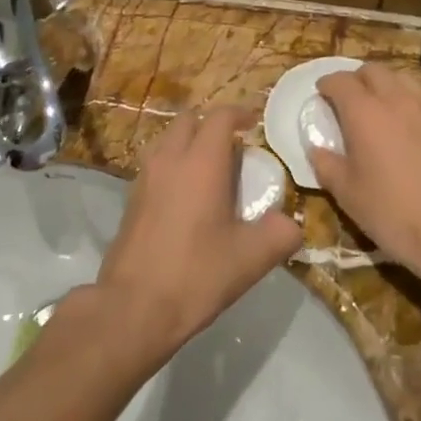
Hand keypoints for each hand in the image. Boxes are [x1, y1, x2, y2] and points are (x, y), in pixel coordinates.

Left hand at [94, 106, 302, 363]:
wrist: (134, 307)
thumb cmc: (196, 274)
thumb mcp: (252, 258)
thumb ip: (280, 233)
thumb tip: (289, 223)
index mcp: (201, 162)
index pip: (220, 117)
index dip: (239, 113)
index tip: (254, 123)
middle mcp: (169, 159)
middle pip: (189, 120)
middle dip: (212, 124)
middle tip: (234, 147)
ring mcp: (145, 177)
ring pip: (167, 140)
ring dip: (189, 142)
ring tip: (210, 169)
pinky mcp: (131, 199)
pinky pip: (155, 163)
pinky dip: (173, 164)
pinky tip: (186, 196)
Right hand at [307, 64, 420, 290]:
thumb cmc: (393, 212)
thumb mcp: (347, 193)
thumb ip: (326, 164)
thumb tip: (317, 149)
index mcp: (364, 112)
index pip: (340, 81)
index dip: (327, 85)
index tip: (321, 95)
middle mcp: (397, 98)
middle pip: (373, 70)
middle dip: (356, 79)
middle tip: (348, 101)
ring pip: (402, 78)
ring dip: (385, 86)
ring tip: (380, 108)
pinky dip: (410, 100)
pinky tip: (409, 123)